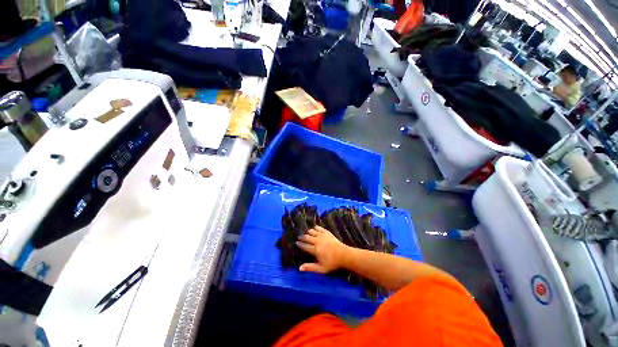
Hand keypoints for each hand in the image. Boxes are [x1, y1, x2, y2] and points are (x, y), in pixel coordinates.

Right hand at [296, 226, 349, 273]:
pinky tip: (314, 227)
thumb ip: (310, 267)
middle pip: (307, 237)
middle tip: (299, 237)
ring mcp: (322, 236)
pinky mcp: (327, 232)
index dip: (300, 244)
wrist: (343, 254)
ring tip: (306, 233)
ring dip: (308, 232)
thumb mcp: (321, 268)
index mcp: (315, 250)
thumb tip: (299, 268)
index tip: (296, 243)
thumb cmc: (332, 262)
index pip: (305, 246)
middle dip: (302, 237)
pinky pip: (319, 228)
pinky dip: (316, 227)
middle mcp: (317, 241)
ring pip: (312, 231)